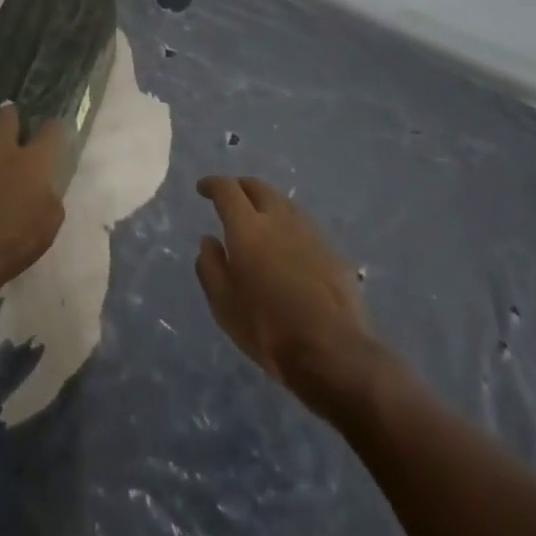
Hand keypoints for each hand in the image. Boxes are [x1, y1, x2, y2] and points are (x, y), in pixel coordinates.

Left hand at [0, 102, 65, 307]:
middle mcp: (2, 151)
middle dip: (9, 114)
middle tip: (8, 109)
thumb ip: (50, 201)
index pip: (50, 132)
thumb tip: (45, 190)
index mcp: (32, 162)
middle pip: (7, 120)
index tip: (56, 124)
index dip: (54, 126)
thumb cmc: (13, 243)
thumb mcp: (48, 226)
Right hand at [196, 175, 376, 393]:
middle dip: (241, 187)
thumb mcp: (223, 304)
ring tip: (260, 220)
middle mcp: (279, 218)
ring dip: (267, 204)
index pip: (227, 190)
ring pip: (284, 203)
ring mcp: (310, 232)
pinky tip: (288, 247)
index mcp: (247, 227)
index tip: (203, 188)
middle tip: (231, 198)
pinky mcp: (332, 250)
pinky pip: (304, 227)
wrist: (332, 351)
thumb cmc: (267, 328)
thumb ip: (210, 266)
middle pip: (258, 187)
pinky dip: (289, 227)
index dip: (212, 184)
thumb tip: (209, 240)